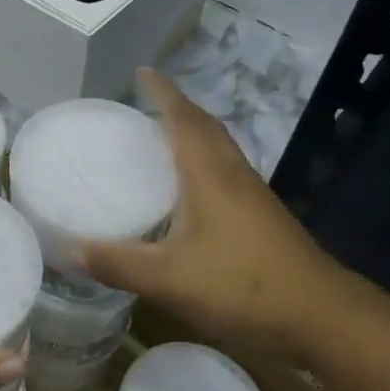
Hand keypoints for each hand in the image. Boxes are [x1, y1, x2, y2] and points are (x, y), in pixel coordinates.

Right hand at [79, 70, 359, 363]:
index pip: (184, 119)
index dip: (163, 93)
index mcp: (210, 175)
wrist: (323, 318)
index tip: (142, 72)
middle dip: (177, 108)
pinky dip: (203, 164)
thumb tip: (66, 250)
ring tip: (161, 138)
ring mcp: (253, 197)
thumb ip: (117, 264)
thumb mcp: (169, 279)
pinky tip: (189, 190)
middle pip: (206, 128)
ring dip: (193, 134)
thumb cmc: (244, 287)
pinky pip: (226, 173)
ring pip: (219, 150)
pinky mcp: (262, 219)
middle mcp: (233, 176)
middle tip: (145, 105)